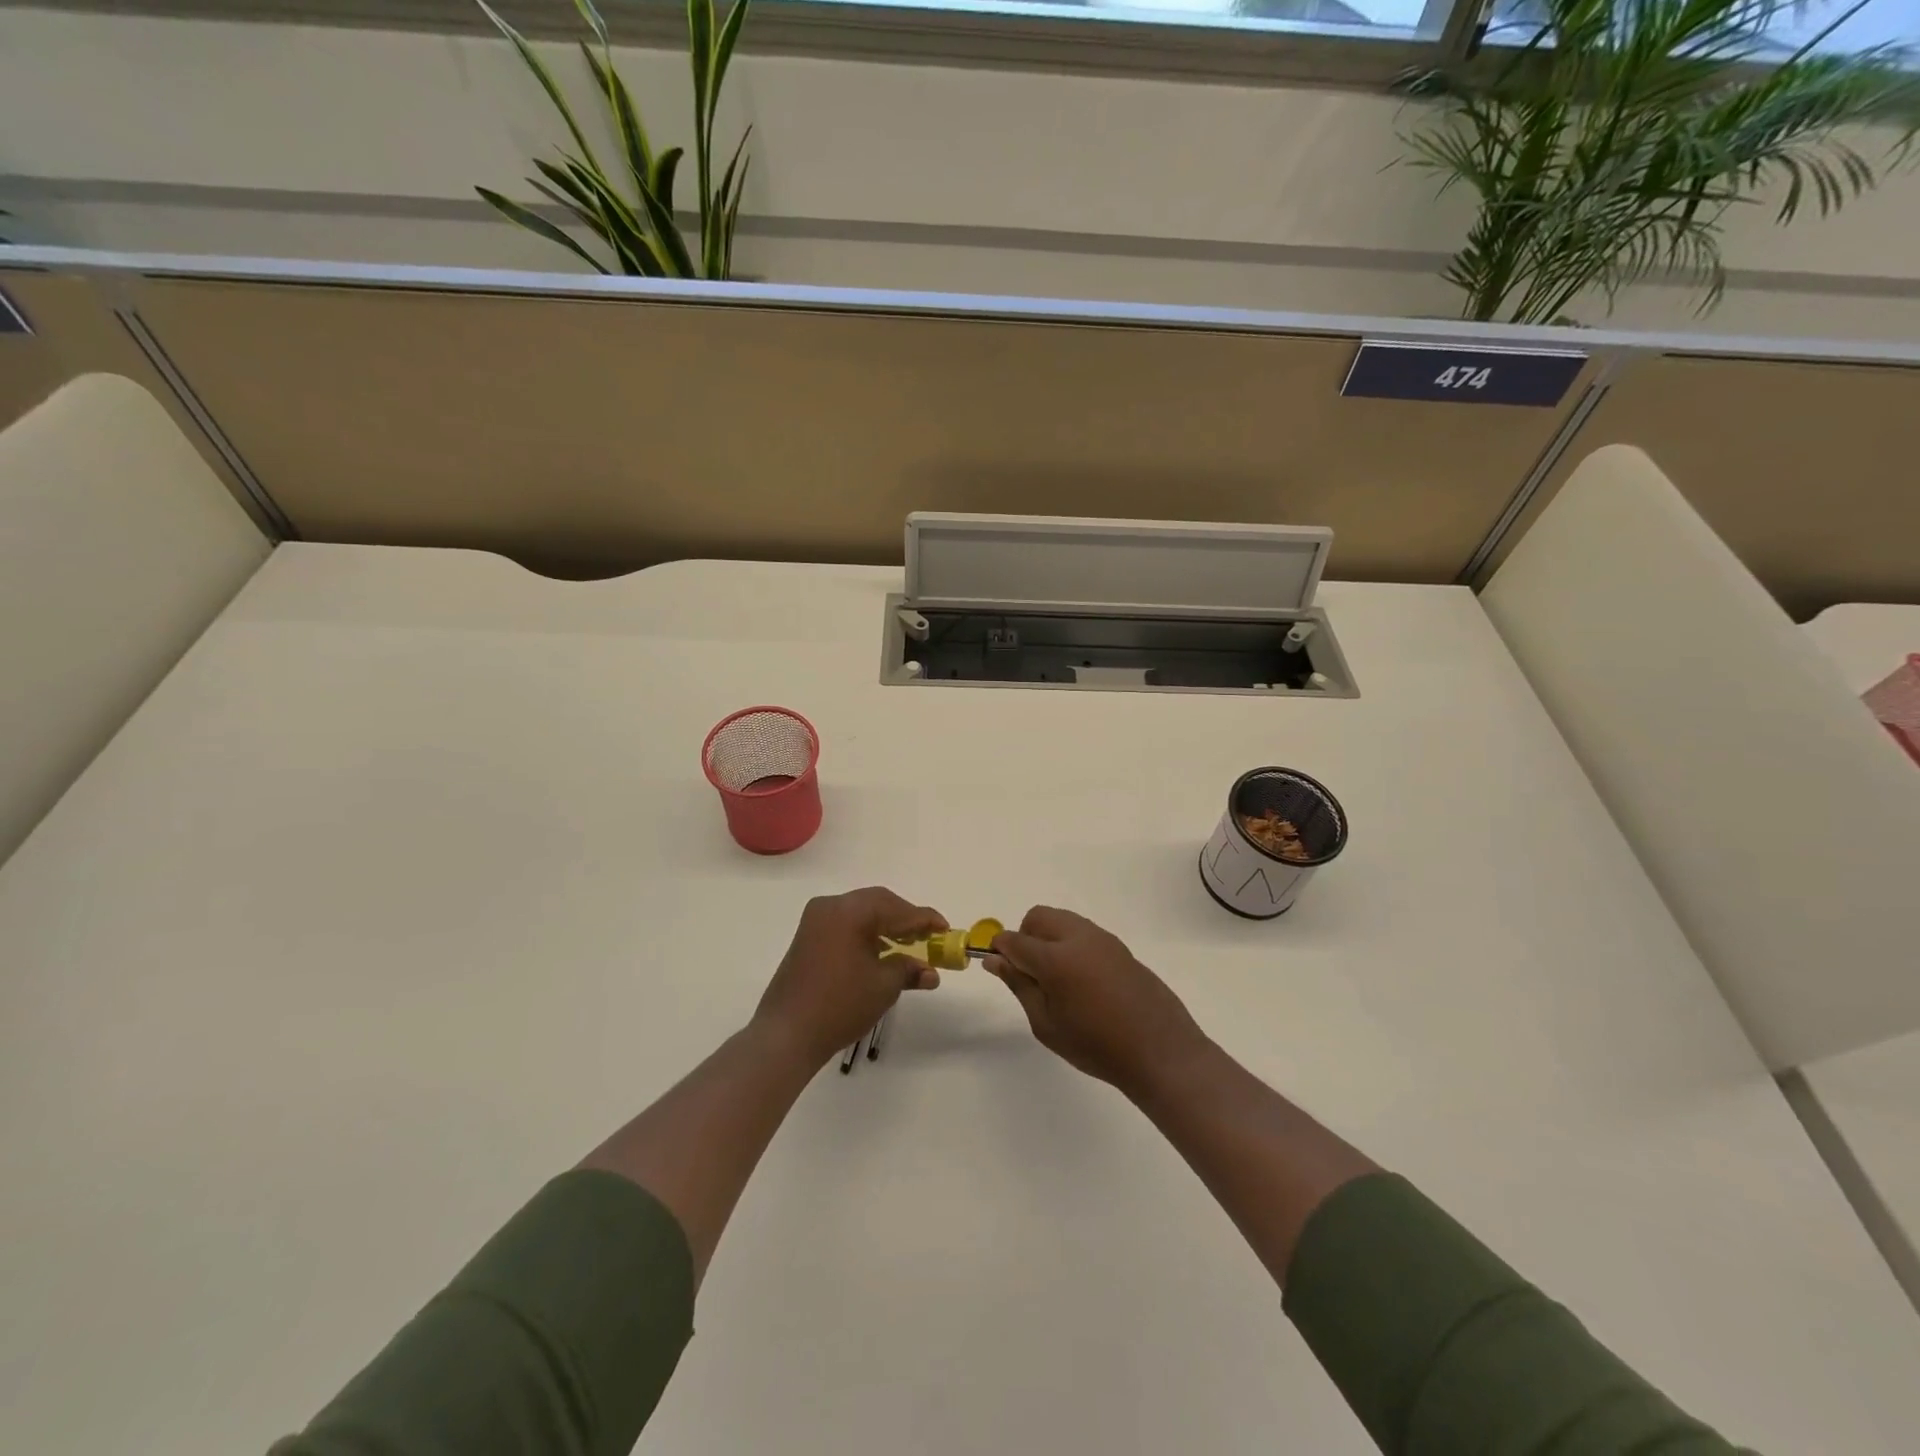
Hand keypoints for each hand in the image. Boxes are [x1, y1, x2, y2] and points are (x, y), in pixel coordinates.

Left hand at [752, 888, 946, 1069]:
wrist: (787, 1034)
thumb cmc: (840, 1005)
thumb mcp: (883, 986)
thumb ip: (910, 969)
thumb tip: (931, 972)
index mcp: (850, 911)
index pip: (897, 908)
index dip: (925, 919)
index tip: (946, 929)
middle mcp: (831, 906)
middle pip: (878, 903)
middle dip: (905, 919)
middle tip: (929, 937)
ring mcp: (815, 921)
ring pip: (861, 913)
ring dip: (886, 926)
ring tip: (909, 947)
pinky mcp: (808, 938)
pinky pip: (846, 925)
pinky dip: (867, 934)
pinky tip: (881, 952)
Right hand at [984, 906, 1211, 1097]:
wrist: (1159, 1050)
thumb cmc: (1096, 1046)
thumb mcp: (1047, 1024)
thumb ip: (1019, 985)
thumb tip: (995, 960)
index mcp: (1056, 958)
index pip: (1014, 940)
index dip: (1001, 951)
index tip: (1000, 968)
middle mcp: (1079, 937)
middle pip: (1038, 917)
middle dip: (1026, 937)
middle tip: (1031, 974)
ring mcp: (1102, 939)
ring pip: (1062, 920)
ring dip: (1050, 938)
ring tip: (1059, 980)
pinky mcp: (1119, 946)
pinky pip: (1084, 932)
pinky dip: (1071, 945)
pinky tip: (1083, 982)